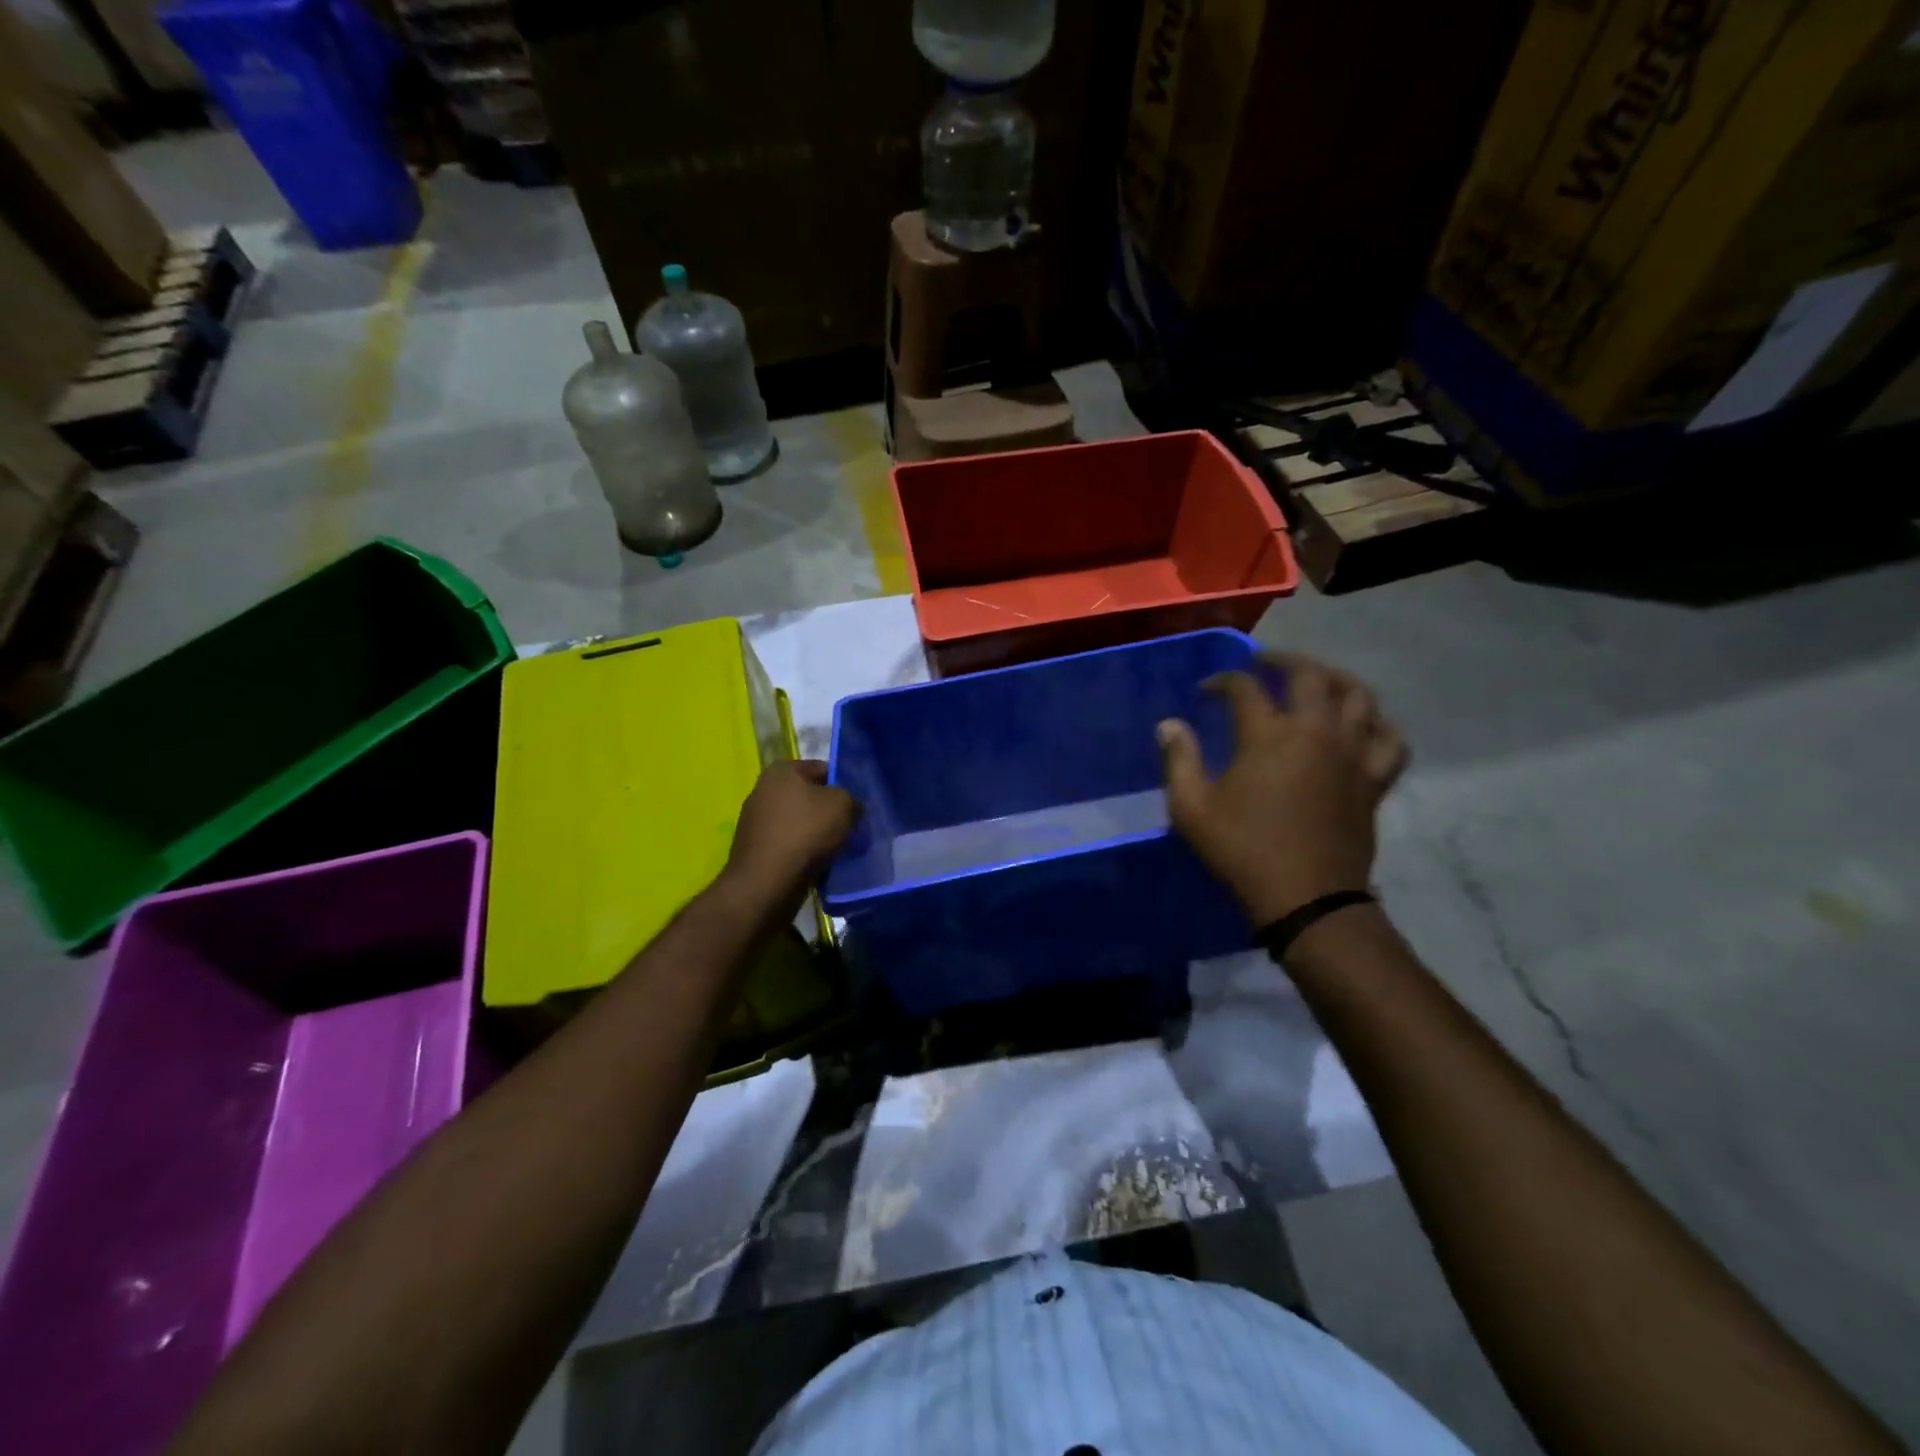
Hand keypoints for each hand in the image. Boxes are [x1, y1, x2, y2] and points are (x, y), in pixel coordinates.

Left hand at [723, 760, 861, 905]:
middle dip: (833, 812)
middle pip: (811, 797)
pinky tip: (823, 865)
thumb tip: (851, 807)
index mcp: (781, 771)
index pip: (822, 768)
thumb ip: (853, 799)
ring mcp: (757, 822)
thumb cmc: (805, 834)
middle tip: (854, 828)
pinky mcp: (757, 850)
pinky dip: (806, 853)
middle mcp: (764, 791)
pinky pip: (791, 845)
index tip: (859, 805)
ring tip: (842, 850)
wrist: (766, 884)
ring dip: (821, 835)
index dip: (844, 784)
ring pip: (802, 823)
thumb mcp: (843, 806)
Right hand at [1158, 654, 1407, 926]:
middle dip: (1283, 659)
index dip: (1222, 681)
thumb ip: (1179, 760)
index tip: (1205, 691)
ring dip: (1335, 679)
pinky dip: (1378, 724)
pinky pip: (1390, 739)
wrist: (1306, 898)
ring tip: (1318, 681)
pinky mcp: (1373, 779)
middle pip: (1310, 675)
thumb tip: (1169, 725)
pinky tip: (1364, 724)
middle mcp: (1316, 732)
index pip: (1245, 688)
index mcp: (1268, 735)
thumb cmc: (1242, 850)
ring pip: (1359, 696)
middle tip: (1264, 662)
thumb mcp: (1192, 809)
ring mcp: (1351, 754)